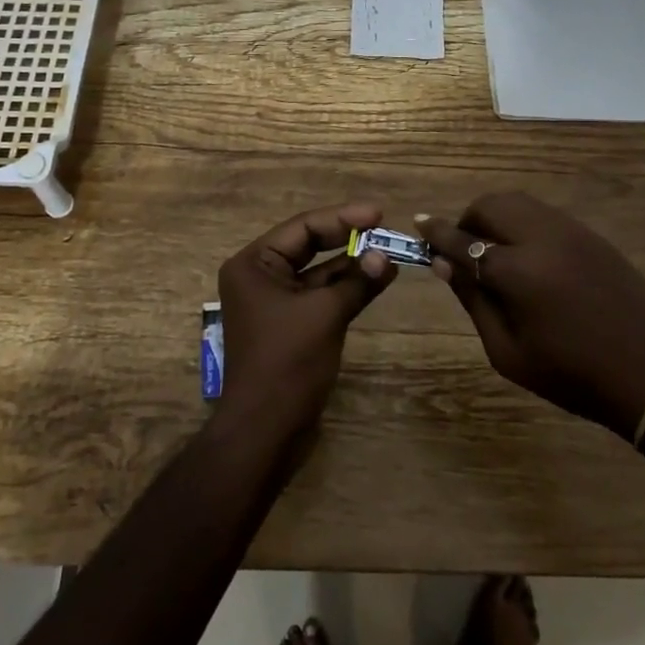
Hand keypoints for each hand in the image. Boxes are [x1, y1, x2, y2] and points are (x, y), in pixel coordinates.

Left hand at [212, 203, 397, 444]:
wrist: (265, 431)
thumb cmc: (287, 363)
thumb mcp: (326, 315)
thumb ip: (357, 281)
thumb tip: (387, 257)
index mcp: (254, 265)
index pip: (302, 228)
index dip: (343, 218)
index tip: (380, 213)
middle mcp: (260, 277)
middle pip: (309, 245)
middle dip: (348, 236)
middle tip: (385, 225)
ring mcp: (275, 303)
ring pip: (318, 272)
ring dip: (352, 264)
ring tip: (390, 251)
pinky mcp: (291, 326)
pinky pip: (321, 296)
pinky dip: (347, 288)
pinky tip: (378, 278)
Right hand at [417, 193, 644, 439]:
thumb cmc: (571, 375)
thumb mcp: (508, 352)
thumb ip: (473, 301)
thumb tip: (442, 263)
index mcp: (518, 272)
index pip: (464, 239)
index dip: (437, 231)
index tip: (419, 223)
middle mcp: (543, 238)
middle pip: (492, 205)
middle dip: (468, 219)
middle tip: (462, 248)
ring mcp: (573, 232)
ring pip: (520, 203)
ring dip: (497, 217)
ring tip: (494, 251)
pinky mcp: (593, 236)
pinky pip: (546, 215)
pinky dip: (524, 223)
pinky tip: (529, 256)